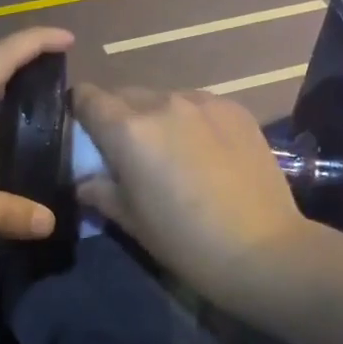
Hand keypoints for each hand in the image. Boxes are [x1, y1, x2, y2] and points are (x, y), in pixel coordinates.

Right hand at [71, 83, 311, 300]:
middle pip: (124, 94)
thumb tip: (85, 181)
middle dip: (117, 116)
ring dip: (156, 117)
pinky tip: (205, 152)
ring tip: (171, 152)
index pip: (87, 97)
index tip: (85, 134)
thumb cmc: (184, 241)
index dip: (80, 111)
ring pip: (163, 98)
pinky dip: (190, 120)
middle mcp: (162, 103)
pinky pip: (198, 105)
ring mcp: (204, 102)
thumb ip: (100, 191)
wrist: (262, 249)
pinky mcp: (236, 110)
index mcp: (128, 129)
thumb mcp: (131, 221)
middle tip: (127, 151)